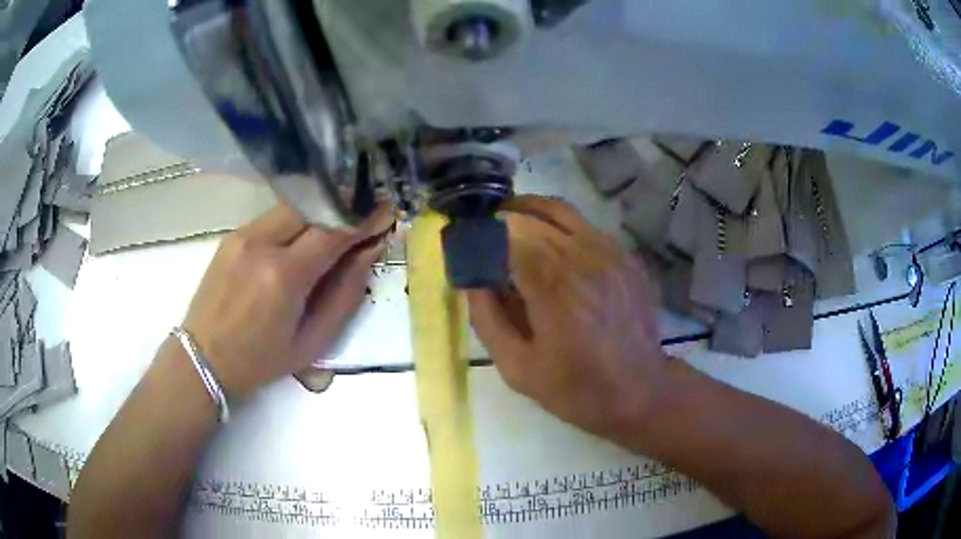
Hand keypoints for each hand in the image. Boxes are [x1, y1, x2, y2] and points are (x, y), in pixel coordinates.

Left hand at [181, 202, 393, 397]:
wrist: (203, 358)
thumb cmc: (260, 361)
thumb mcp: (312, 342)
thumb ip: (345, 295)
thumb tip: (369, 252)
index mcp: (283, 276)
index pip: (333, 230)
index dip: (363, 218)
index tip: (386, 211)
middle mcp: (261, 243)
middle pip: (313, 205)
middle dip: (342, 207)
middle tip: (363, 216)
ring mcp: (242, 235)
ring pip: (292, 207)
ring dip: (319, 213)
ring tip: (335, 228)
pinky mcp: (232, 236)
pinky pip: (273, 218)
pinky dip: (295, 222)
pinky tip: (300, 240)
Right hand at [467, 196, 665, 437]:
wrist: (639, 393)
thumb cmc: (575, 387)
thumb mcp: (517, 367)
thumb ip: (487, 318)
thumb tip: (470, 280)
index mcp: (554, 285)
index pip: (510, 231)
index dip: (484, 230)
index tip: (467, 239)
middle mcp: (584, 257)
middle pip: (534, 214)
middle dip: (503, 216)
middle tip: (485, 232)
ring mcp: (611, 253)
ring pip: (563, 211)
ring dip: (531, 212)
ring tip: (513, 226)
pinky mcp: (626, 258)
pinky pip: (587, 226)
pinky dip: (561, 226)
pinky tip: (552, 246)